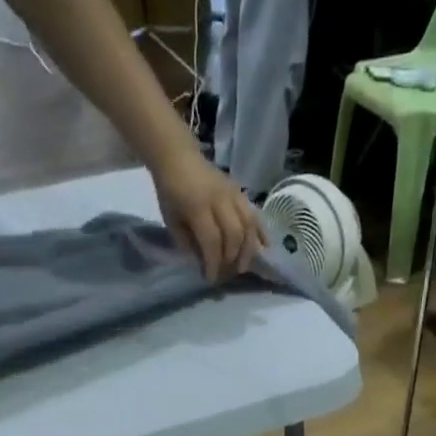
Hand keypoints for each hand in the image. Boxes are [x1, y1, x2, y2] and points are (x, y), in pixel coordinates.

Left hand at [153, 154, 264, 280]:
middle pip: (234, 235)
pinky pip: (255, 214)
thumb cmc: (171, 191)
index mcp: (198, 207)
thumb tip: (202, 261)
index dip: (213, 263)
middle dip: (231, 259)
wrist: (177, 156)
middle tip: (226, 273)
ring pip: (248, 225)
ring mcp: (233, 194)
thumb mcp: (171, 219)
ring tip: (243, 266)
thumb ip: (186, 242)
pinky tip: (264, 248)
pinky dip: (261, 233)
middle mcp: (219, 200)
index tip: (211, 279)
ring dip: (248, 250)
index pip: (212, 241)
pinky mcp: (240, 192)